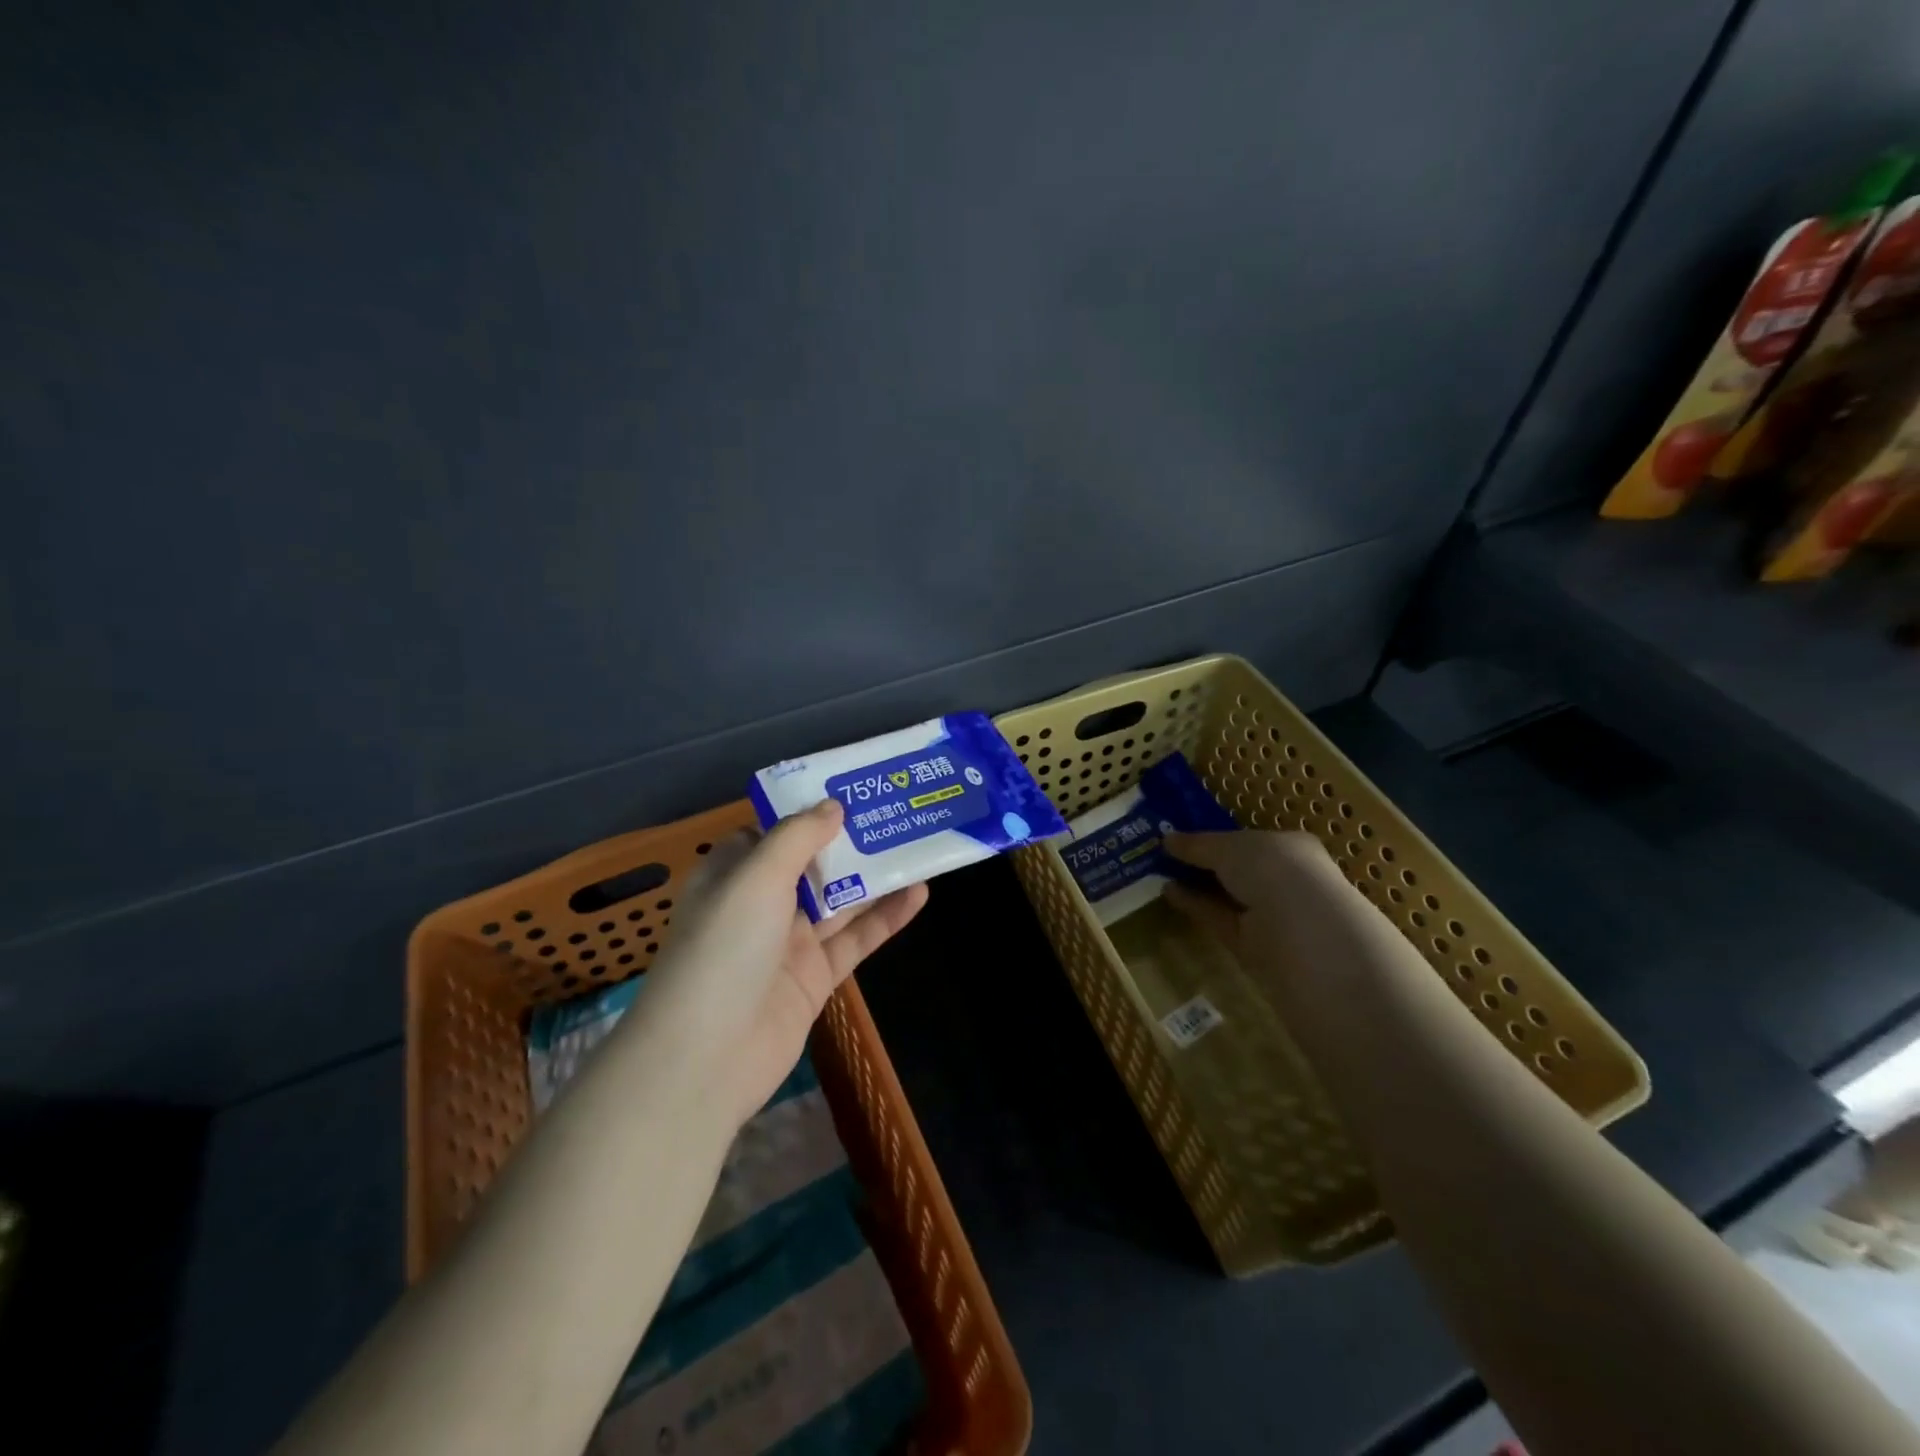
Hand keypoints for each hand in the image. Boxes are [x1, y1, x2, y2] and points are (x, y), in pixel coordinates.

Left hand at [643, 799, 928, 1127]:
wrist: (707, 1057)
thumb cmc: (723, 949)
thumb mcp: (755, 877)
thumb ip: (797, 837)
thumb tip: (833, 806)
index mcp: (734, 874)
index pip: (774, 833)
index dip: (810, 811)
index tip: (853, 790)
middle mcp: (761, 904)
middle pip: (813, 864)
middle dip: (852, 841)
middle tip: (898, 812)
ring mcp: (790, 943)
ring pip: (840, 900)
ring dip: (876, 877)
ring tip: (920, 845)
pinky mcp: (815, 977)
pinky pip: (855, 939)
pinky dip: (886, 918)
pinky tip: (919, 894)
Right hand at [1161, 828, 1339, 960]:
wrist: (1303, 932)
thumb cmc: (1273, 869)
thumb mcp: (1229, 846)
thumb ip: (1198, 844)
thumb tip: (1167, 839)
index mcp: (1290, 849)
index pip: (1252, 841)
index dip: (1218, 837)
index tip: (1185, 835)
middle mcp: (1284, 881)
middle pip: (1238, 870)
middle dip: (1204, 863)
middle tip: (1165, 855)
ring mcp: (1271, 916)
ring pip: (1228, 897)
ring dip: (1196, 885)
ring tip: (1159, 873)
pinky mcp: (1254, 945)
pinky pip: (1220, 920)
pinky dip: (1195, 906)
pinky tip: (1169, 892)